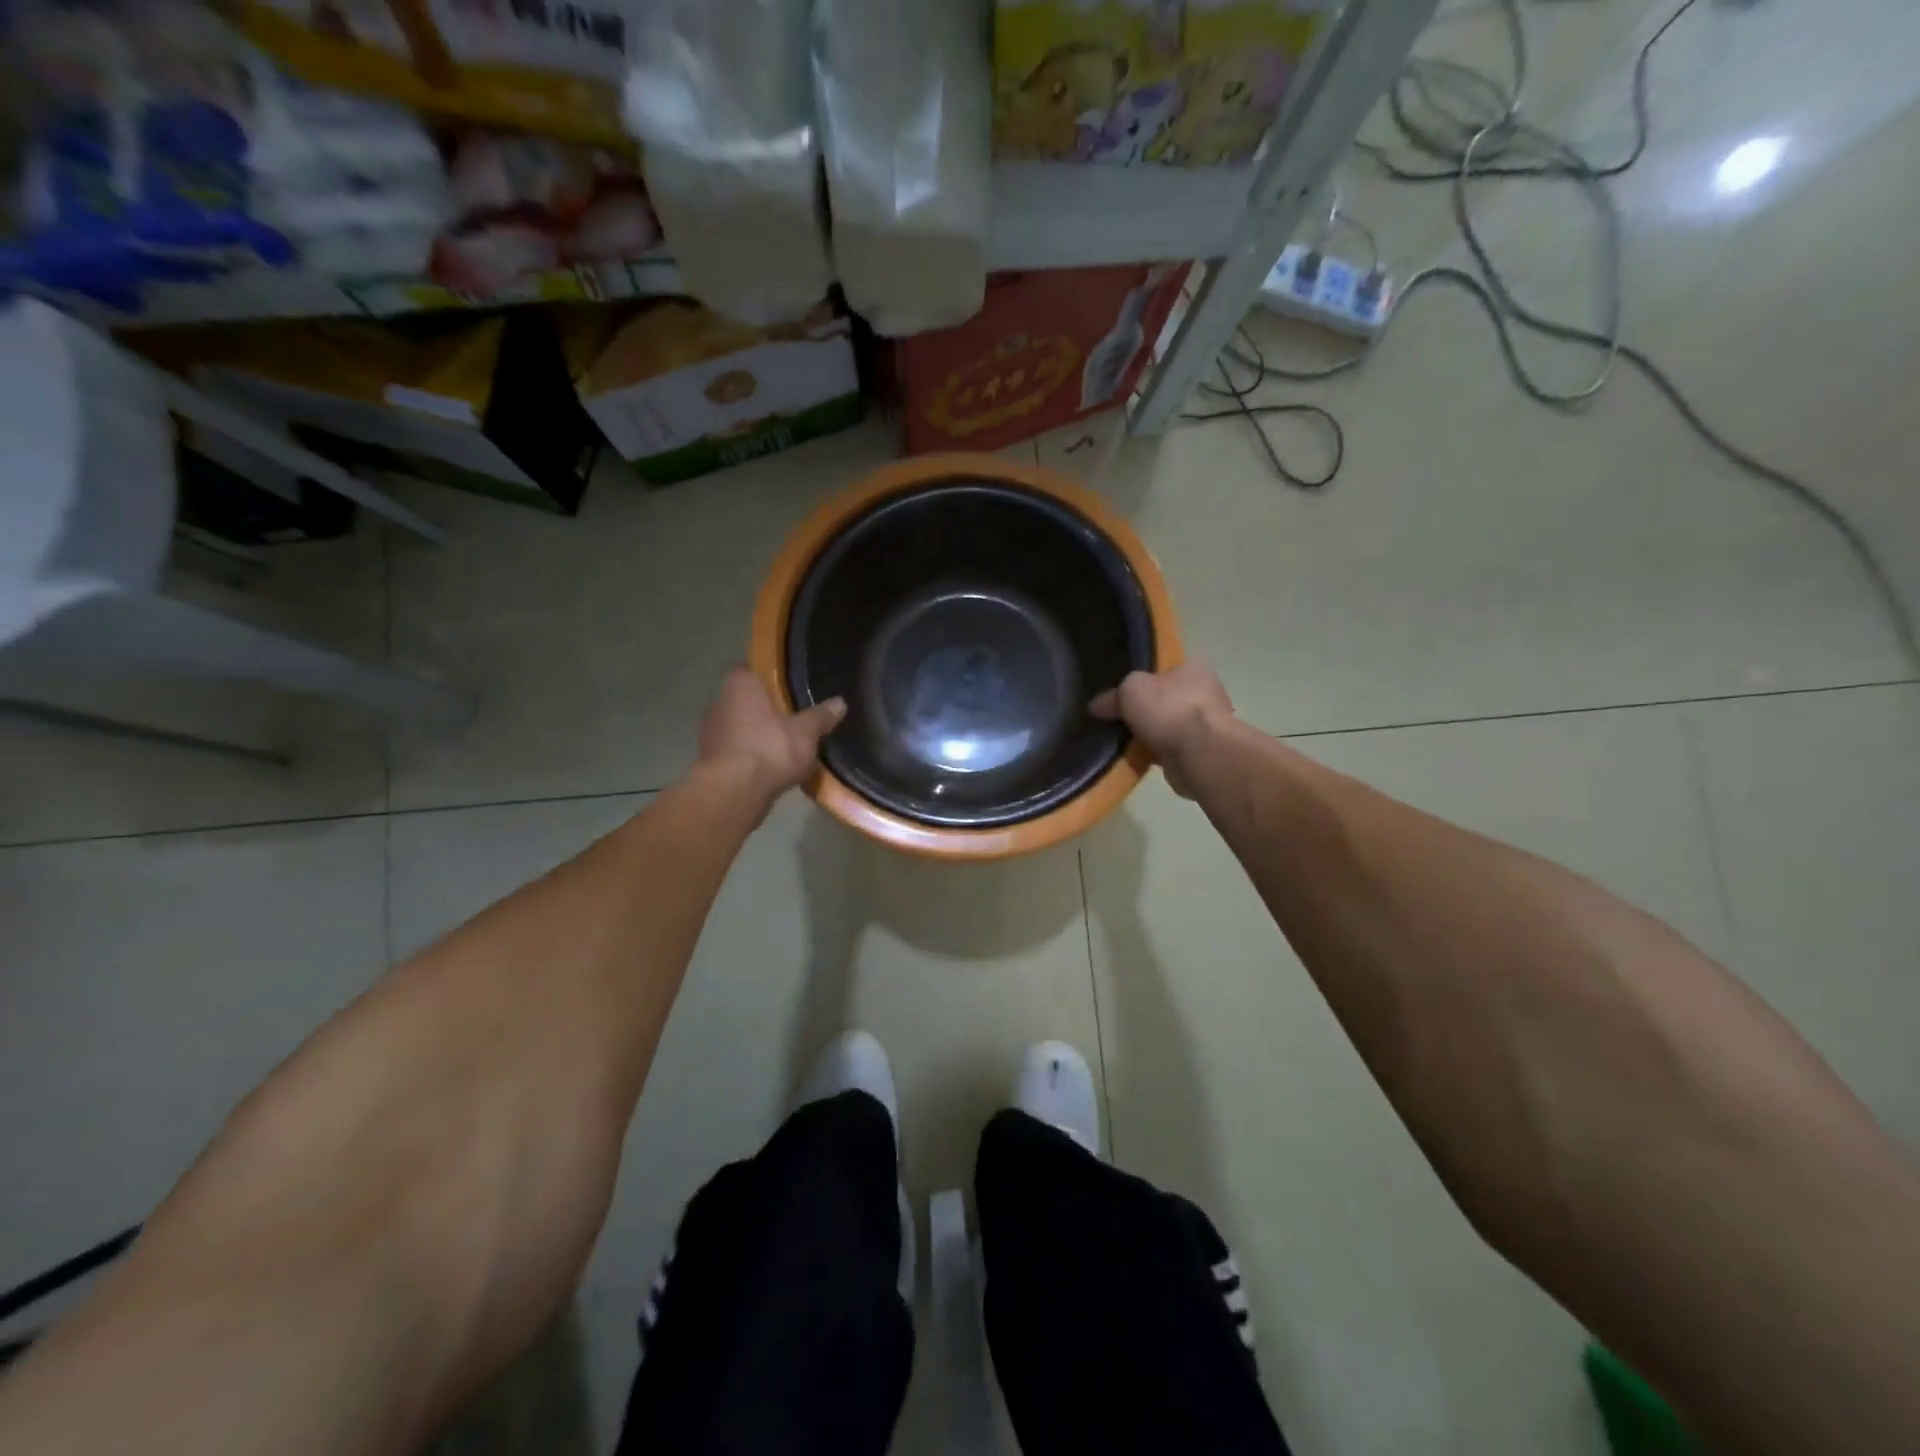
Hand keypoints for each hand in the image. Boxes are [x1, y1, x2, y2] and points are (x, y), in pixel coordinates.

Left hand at [698, 668, 845, 804]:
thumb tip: (840, 702)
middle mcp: (719, 701)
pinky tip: (768, 767)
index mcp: (740, 684)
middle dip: (766, 708)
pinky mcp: (709, 759)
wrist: (734, 792)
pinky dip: (749, 755)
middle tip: (792, 717)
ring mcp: (710, 731)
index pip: (752, 669)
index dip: (770, 678)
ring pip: (739, 726)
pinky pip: (735, 750)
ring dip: (756, 734)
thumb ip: (821, 716)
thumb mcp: (806, 732)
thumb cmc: (770, 748)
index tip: (789, 688)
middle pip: (746, 699)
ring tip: (783, 745)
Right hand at [1089, 661, 1234, 799]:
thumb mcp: (1130, 690)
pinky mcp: (1202, 753)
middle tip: (1119, 718)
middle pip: (1167, 699)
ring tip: (1123, 741)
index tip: (1123, 693)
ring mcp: (1207, 725)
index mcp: (1194, 668)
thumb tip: (1096, 706)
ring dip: (1151, 735)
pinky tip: (1136, 758)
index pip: (1166, 669)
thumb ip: (1113, 695)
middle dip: (1146, 710)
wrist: (1198, 754)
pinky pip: (1171, 749)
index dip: (1144, 679)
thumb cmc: (1168, 709)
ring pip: (1168, 726)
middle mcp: (1206, 693)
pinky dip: (1155, 754)